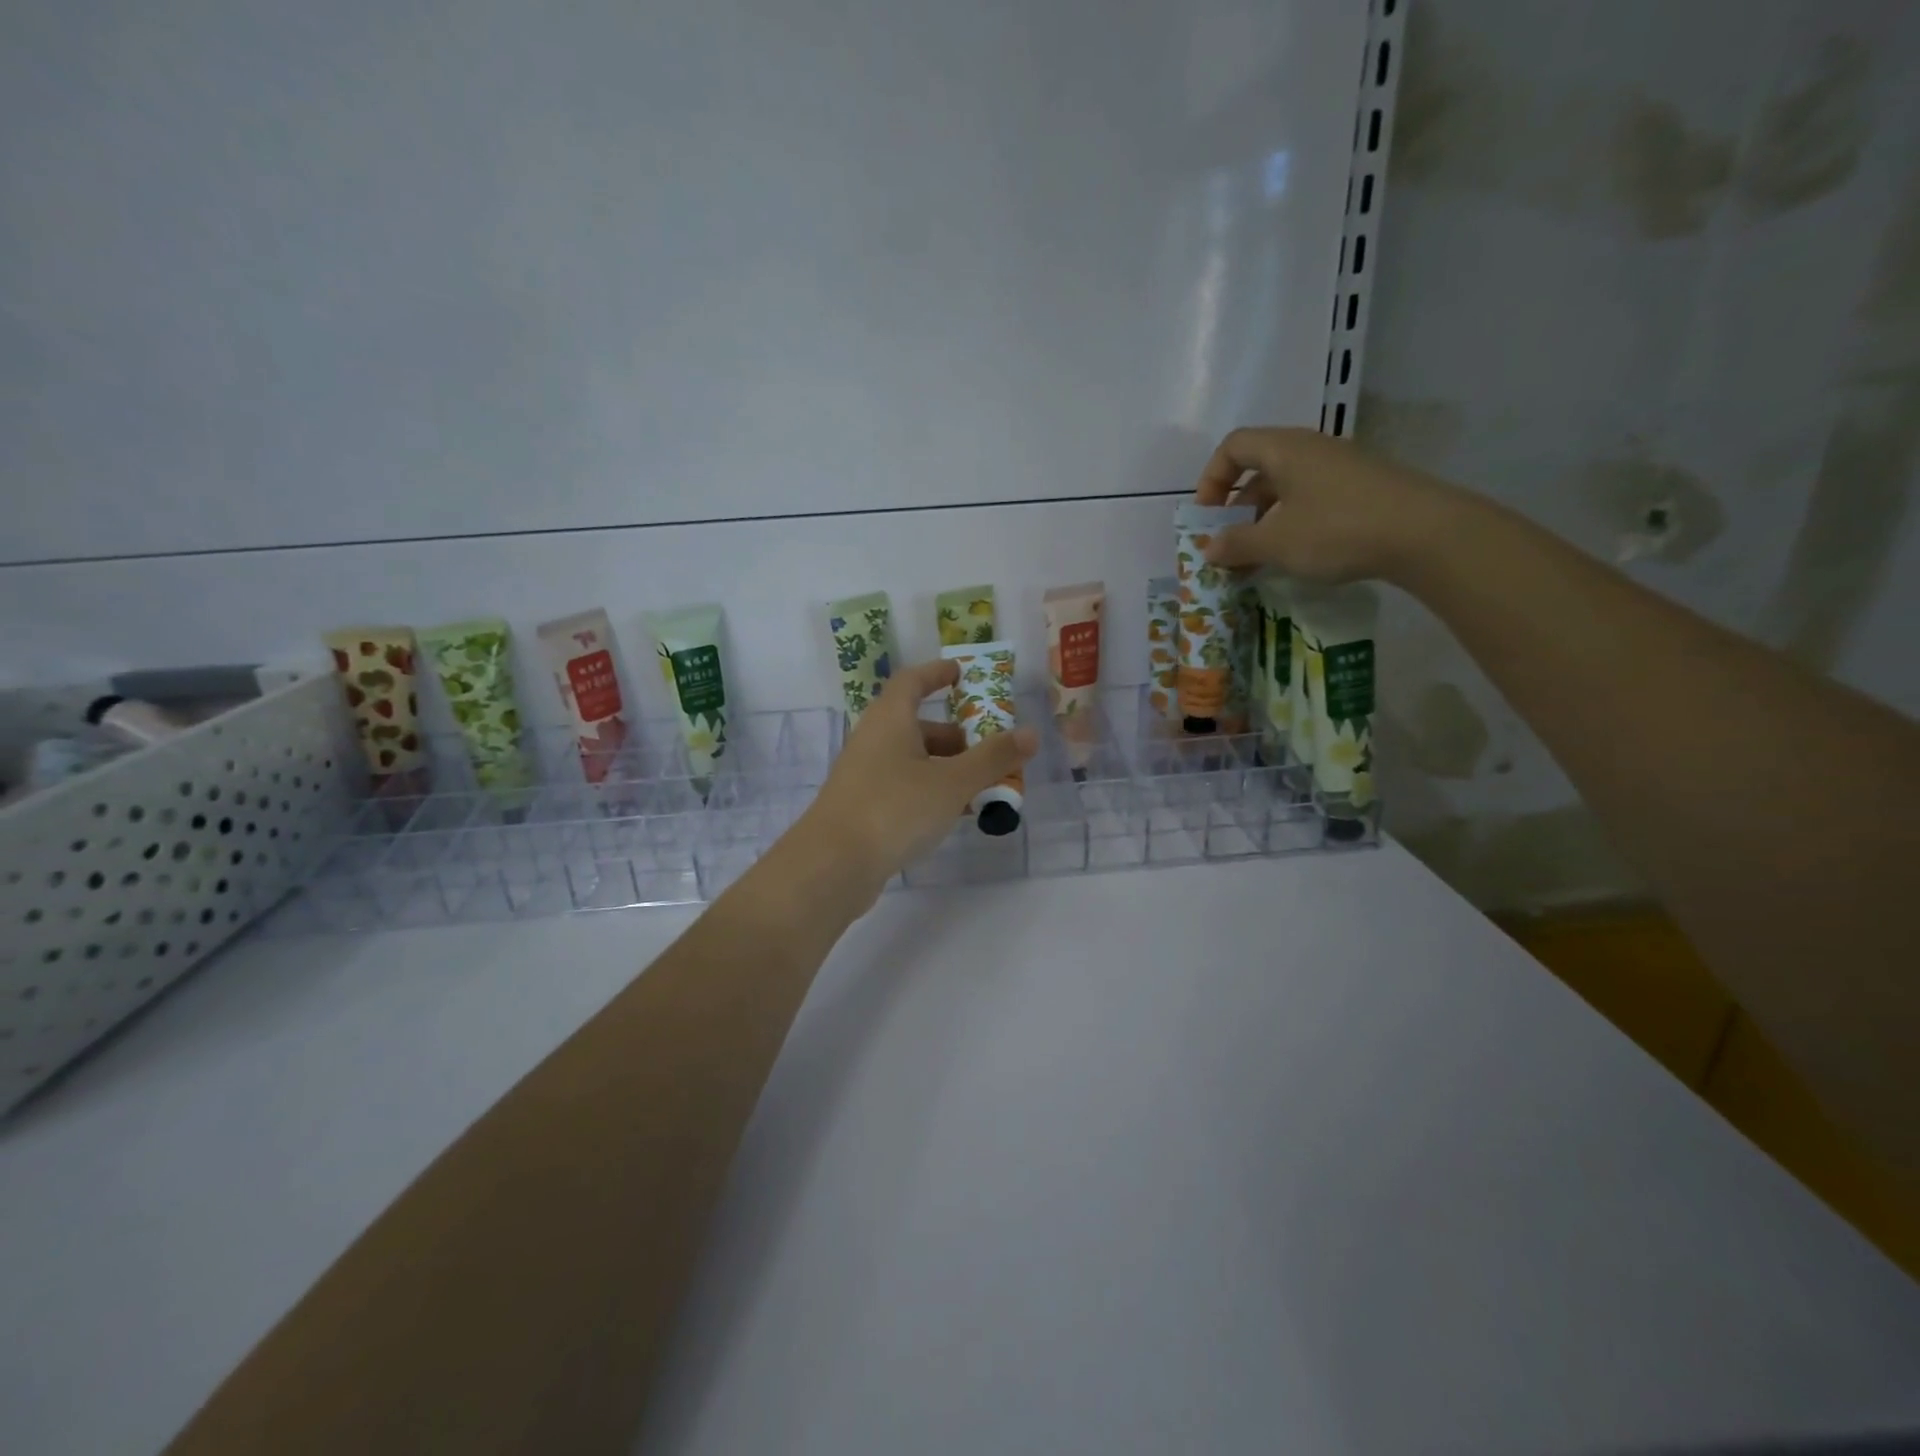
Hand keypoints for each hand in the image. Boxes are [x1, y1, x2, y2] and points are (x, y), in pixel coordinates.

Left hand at [791, 659, 1037, 908]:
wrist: (832, 865)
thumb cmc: (894, 809)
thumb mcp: (952, 782)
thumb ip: (992, 758)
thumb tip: (1030, 734)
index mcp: (890, 719)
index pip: (912, 681)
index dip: (937, 673)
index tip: (962, 674)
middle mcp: (873, 740)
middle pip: (918, 725)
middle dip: (956, 736)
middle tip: (991, 752)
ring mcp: (864, 775)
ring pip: (912, 761)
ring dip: (947, 769)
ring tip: (983, 789)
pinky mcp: (862, 807)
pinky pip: (903, 787)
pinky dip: (930, 792)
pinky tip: (953, 815)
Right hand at [1193, 426, 1464, 584]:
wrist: (1425, 534)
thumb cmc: (1337, 529)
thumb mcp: (1276, 542)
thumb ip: (1236, 544)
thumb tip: (1208, 549)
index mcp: (1286, 450)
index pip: (1234, 446)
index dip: (1211, 478)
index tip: (1206, 516)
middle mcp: (1312, 450)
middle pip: (1259, 469)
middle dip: (1236, 508)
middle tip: (1229, 545)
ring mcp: (1341, 469)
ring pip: (1287, 489)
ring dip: (1263, 522)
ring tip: (1257, 560)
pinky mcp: (1363, 490)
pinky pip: (1312, 500)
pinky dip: (1292, 525)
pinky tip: (1295, 556)